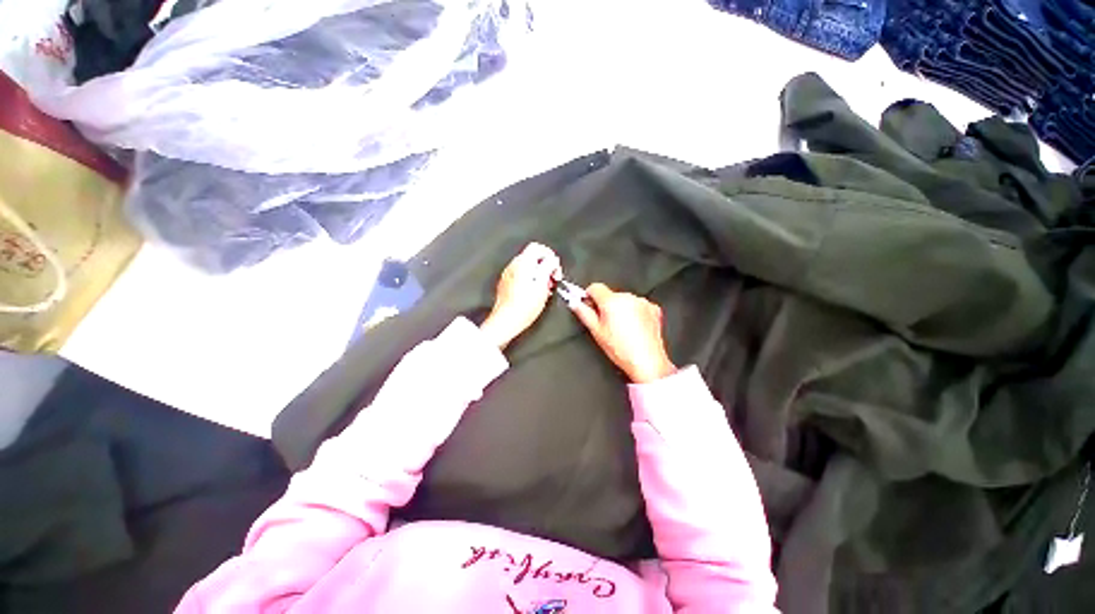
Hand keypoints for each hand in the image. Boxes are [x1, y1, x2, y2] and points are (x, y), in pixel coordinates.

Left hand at [480, 243, 561, 349]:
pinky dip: (530, 281)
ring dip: (538, 275)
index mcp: (522, 263)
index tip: (555, 268)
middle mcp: (513, 266)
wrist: (507, 320)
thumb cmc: (524, 305)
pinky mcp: (506, 285)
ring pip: (527, 268)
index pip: (537, 247)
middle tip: (552, 280)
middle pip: (532, 258)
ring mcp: (508, 275)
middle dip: (545, 267)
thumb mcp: (543, 284)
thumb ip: (548, 267)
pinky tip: (535, 294)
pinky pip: (521, 276)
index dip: (549, 255)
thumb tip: (552, 260)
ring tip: (545, 289)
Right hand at [569, 283, 676, 383]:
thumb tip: (575, 303)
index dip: (589, 296)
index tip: (588, 304)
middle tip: (606, 324)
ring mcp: (642, 302)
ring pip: (624, 300)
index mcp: (611, 301)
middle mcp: (628, 298)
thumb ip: (584, 313)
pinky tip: (634, 328)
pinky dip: (635, 313)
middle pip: (610, 295)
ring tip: (622, 329)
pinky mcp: (653, 308)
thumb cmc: (622, 350)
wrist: (647, 362)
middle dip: (605, 306)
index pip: (595, 287)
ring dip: (621, 309)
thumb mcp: (596, 332)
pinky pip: (638, 305)